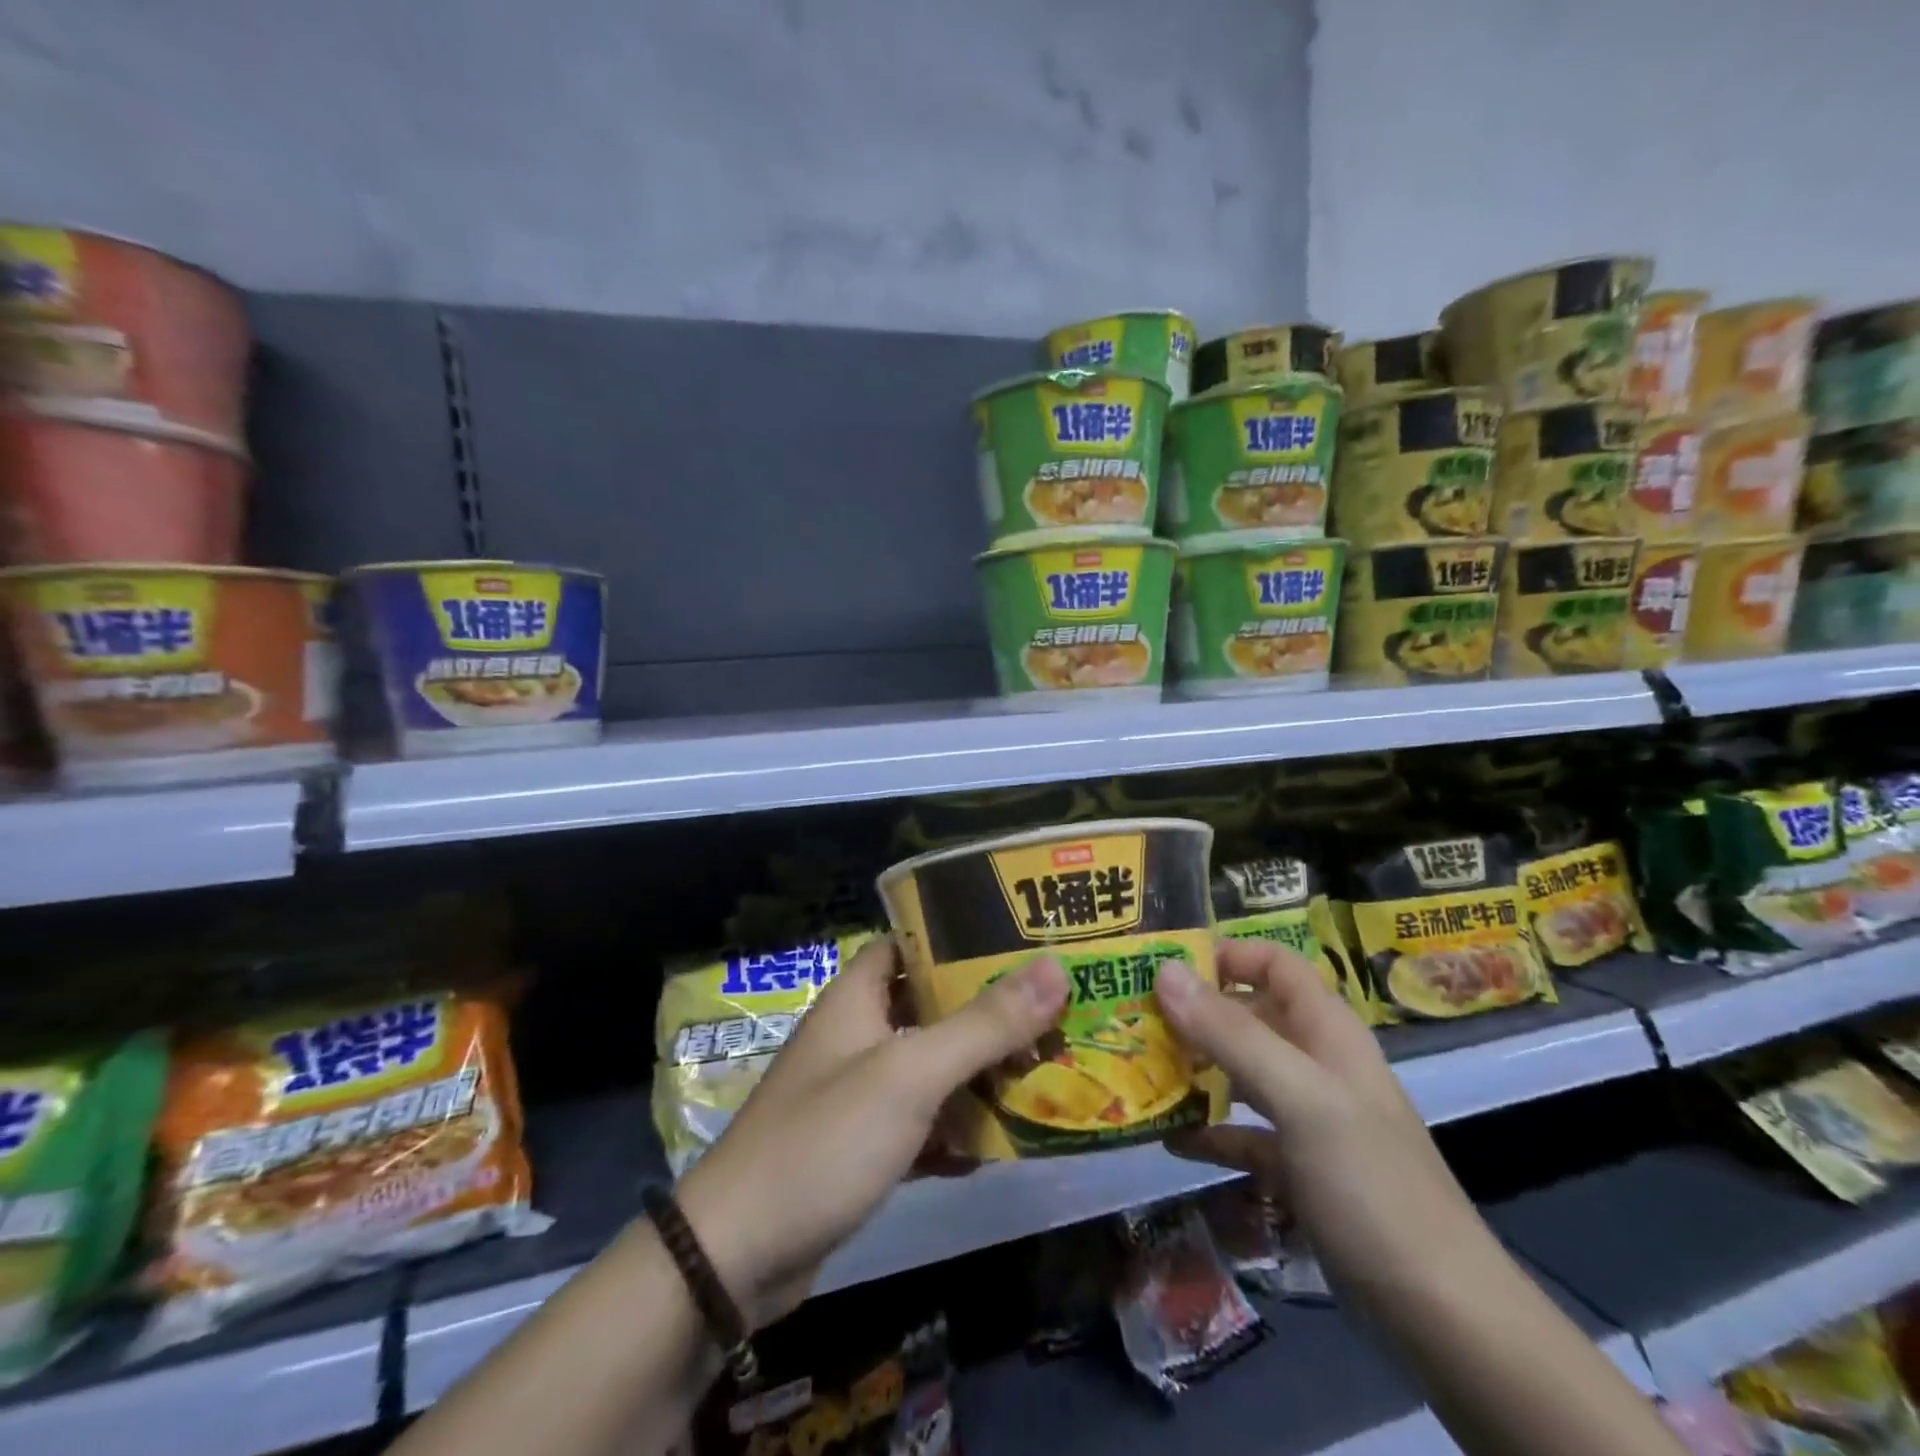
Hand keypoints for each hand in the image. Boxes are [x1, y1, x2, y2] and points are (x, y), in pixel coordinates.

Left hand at [676, 937, 1067, 1327]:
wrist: (737, 1256)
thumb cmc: (826, 1139)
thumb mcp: (911, 1074)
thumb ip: (983, 1024)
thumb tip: (1054, 967)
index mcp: (858, 996)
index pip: (912, 943)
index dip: (961, 937)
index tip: (1020, 941)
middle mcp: (858, 1034)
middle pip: (931, 1006)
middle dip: (987, 1012)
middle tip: (1052, 1011)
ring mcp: (858, 1092)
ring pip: (931, 1067)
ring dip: (978, 1074)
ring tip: (1045, 1072)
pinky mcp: (862, 1145)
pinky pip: (921, 1123)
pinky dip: (955, 1130)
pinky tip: (999, 1147)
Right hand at [1152, 939, 1494, 1296]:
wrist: (1443, 1316)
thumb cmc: (1370, 1184)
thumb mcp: (1300, 1098)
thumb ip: (1231, 1033)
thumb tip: (1164, 970)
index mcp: (1326, 1031)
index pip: (1273, 963)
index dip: (1225, 955)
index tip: (1164, 969)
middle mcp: (1316, 1063)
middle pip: (1249, 1015)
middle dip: (1194, 1013)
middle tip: (1134, 1019)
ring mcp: (1308, 1119)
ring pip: (1240, 1073)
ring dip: (1194, 1069)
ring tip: (1139, 1069)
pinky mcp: (1298, 1169)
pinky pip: (1242, 1134)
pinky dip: (1208, 1132)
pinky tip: (1167, 1139)